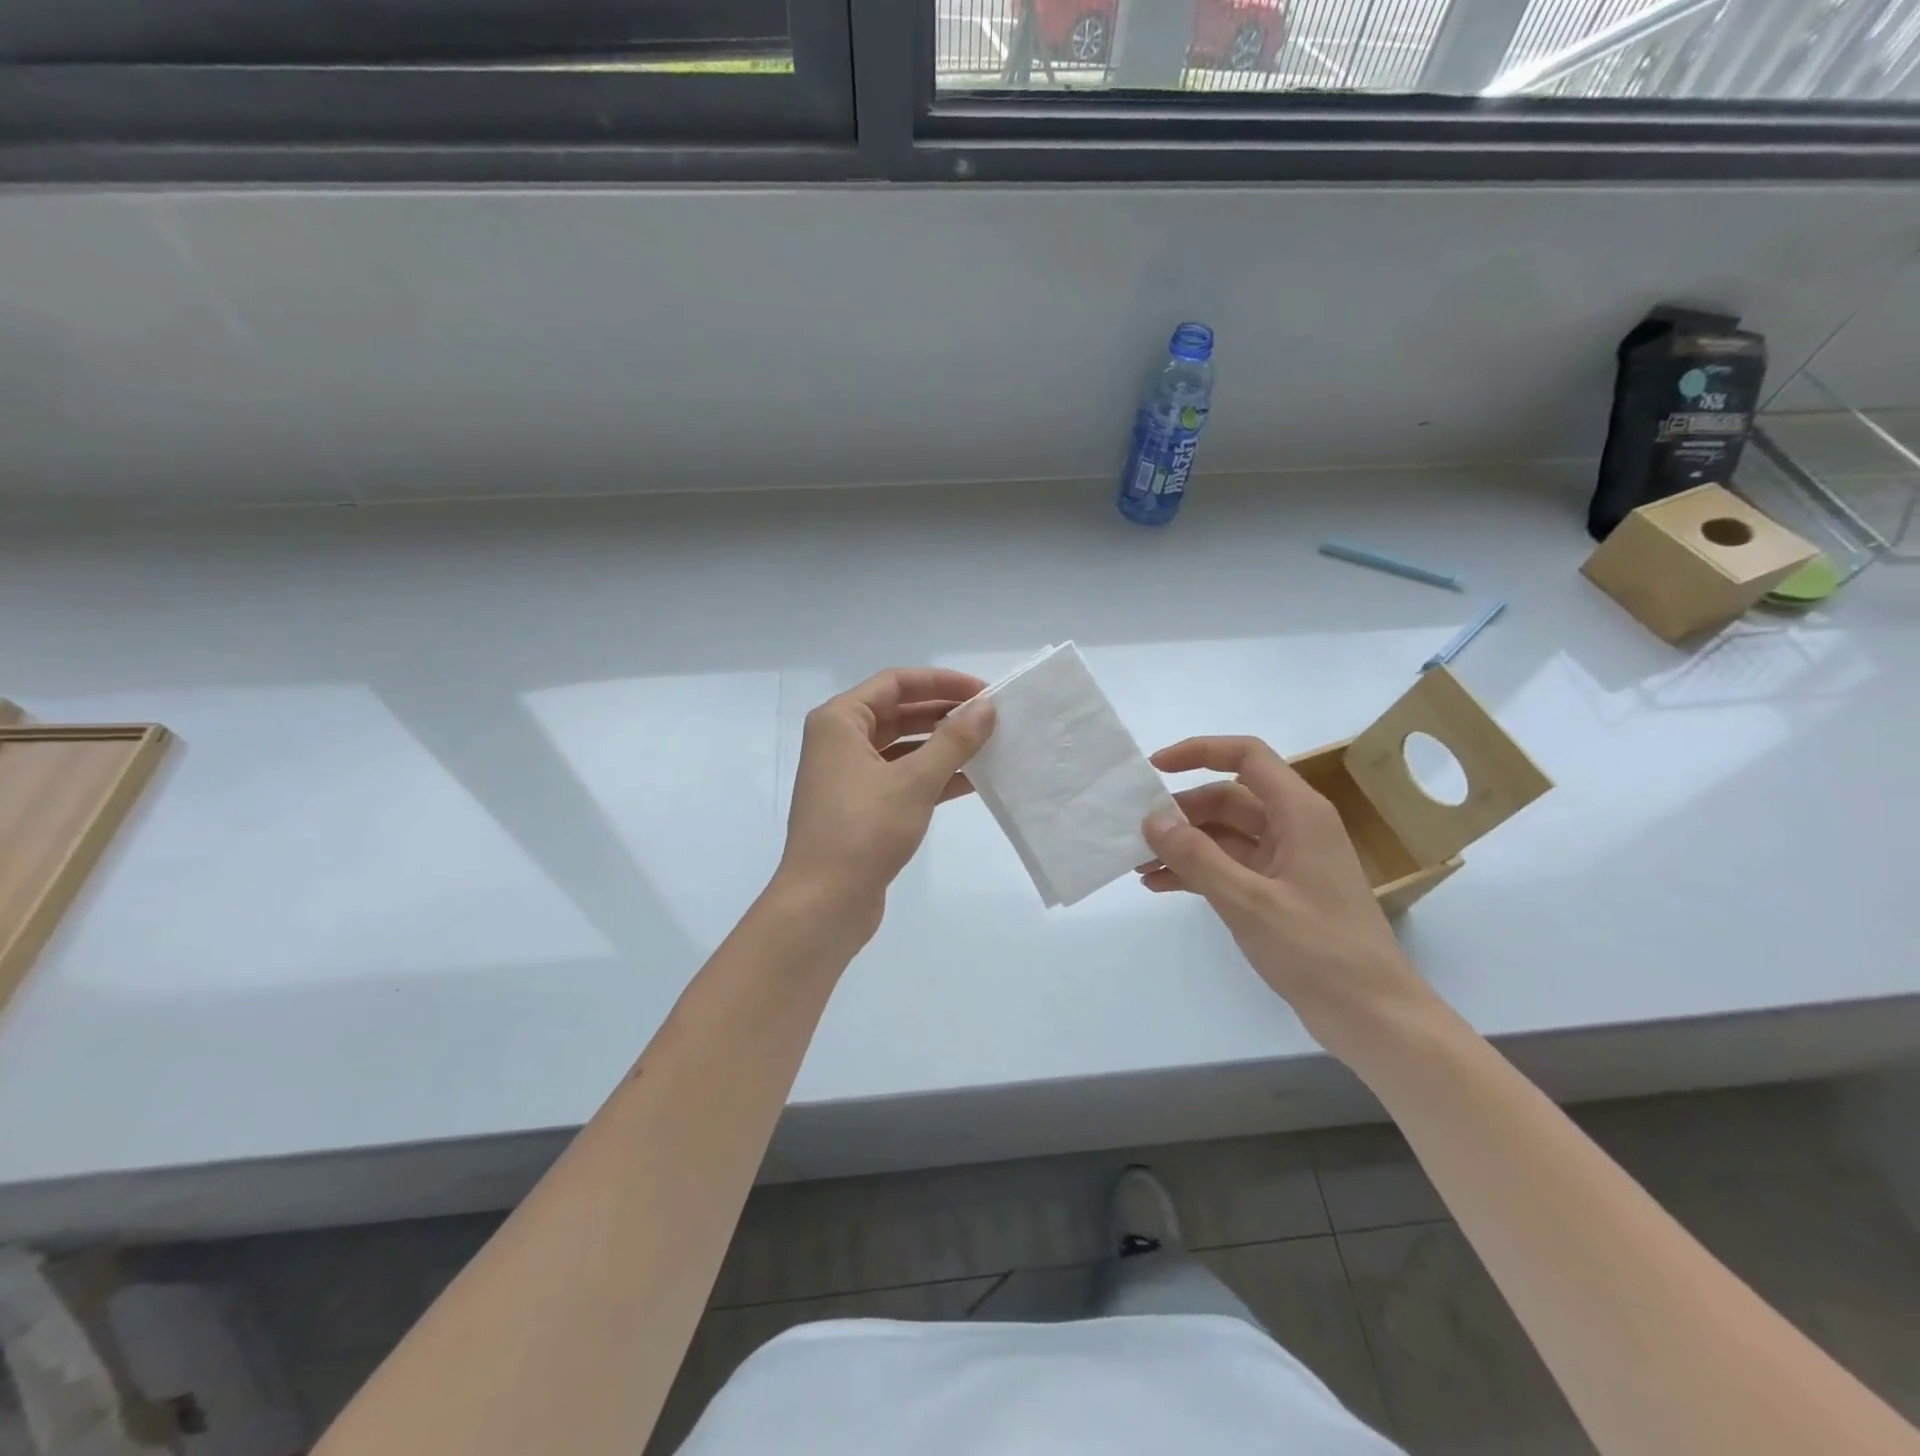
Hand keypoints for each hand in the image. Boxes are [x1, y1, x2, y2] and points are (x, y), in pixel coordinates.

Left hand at [776, 668, 994, 941]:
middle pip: (899, 712)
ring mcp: (849, 776)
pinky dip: (933, 776)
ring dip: (942, 746)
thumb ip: (953, 741)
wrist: (824, 903)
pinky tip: (972, 781)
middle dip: (944, 713)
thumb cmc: (864, 830)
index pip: (895, 683)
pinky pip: (902, 778)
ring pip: (903, 748)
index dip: (941, 682)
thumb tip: (986, 708)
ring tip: (989, 746)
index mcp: (839, 721)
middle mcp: (840, 741)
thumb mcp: (914, 781)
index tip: (983, 691)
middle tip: (991, 718)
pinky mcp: (862, 807)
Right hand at [1138, 736, 1438, 1062]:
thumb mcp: (1248, 901)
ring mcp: (1286, 861)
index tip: (1155, 768)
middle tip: (1136, 832)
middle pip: (1227, 799)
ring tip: (1138, 864)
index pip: (1247, 756)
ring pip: (1224, 836)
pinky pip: (1229, 867)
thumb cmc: (1318, 950)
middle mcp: (1293, 828)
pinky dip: (1196, 871)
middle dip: (1180, 812)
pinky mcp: (1278, 892)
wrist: (1372, 1017)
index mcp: (1299, 813)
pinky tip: (1160, 885)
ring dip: (1183, 845)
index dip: (1200, 751)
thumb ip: (1197, 857)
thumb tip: (1152, 819)